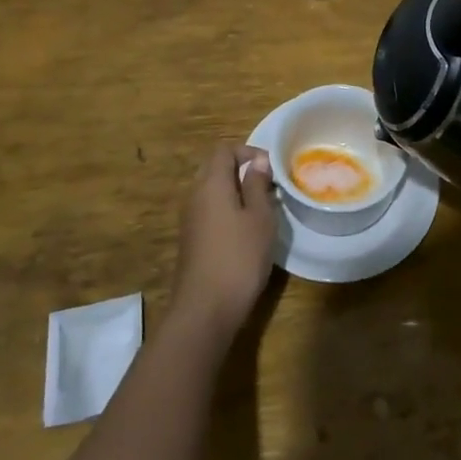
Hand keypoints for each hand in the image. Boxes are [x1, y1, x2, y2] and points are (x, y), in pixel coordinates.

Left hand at [170, 143, 277, 338]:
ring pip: (211, 190)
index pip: (224, 150)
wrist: (205, 309)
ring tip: (261, 207)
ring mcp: (190, 219)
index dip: (248, 151)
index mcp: (211, 184)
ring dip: (235, 191)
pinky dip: (227, 209)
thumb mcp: (259, 218)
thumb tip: (257, 160)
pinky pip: (209, 210)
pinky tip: (245, 230)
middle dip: (241, 170)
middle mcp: (195, 195)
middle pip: (214, 168)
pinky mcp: (191, 239)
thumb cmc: (239, 257)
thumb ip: (257, 185)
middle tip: (267, 185)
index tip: (271, 167)